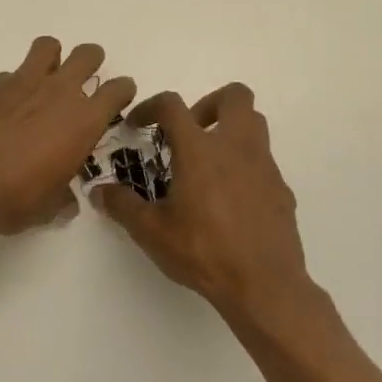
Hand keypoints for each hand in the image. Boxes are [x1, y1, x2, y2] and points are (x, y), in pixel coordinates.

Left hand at [0, 37, 136, 237]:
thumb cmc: (13, 199)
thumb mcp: (48, 207)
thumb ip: (62, 197)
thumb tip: (65, 200)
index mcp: (83, 121)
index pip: (118, 90)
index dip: (121, 90)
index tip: (116, 97)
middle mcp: (57, 93)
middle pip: (87, 55)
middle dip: (90, 62)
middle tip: (82, 79)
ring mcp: (20, 82)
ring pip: (47, 47)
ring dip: (51, 58)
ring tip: (42, 79)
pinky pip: (6, 76)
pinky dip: (9, 88)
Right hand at [94, 84, 316, 326]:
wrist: (264, 286)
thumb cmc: (202, 252)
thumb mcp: (151, 231)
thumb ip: (122, 205)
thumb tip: (99, 192)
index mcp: (199, 150)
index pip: (173, 105)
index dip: (150, 106)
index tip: (137, 125)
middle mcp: (235, 147)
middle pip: (235, 96)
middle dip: (209, 103)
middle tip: (189, 132)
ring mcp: (264, 166)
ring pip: (255, 124)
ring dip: (230, 129)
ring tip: (208, 161)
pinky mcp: (281, 189)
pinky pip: (263, 161)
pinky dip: (244, 165)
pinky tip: (229, 198)